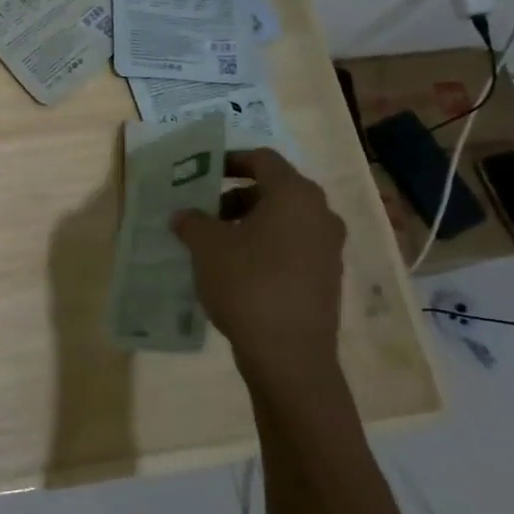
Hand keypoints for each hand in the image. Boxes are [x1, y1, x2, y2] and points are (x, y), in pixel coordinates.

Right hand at [172, 148, 346, 397]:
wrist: (289, 354)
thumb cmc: (247, 284)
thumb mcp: (206, 246)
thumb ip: (192, 221)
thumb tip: (184, 215)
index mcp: (294, 195)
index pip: (262, 159)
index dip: (230, 160)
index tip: (203, 173)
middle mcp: (320, 213)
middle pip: (274, 189)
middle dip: (236, 196)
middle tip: (204, 212)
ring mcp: (329, 247)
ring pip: (284, 220)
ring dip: (250, 223)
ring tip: (216, 243)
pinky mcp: (327, 277)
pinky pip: (292, 247)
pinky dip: (265, 246)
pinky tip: (237, 269)